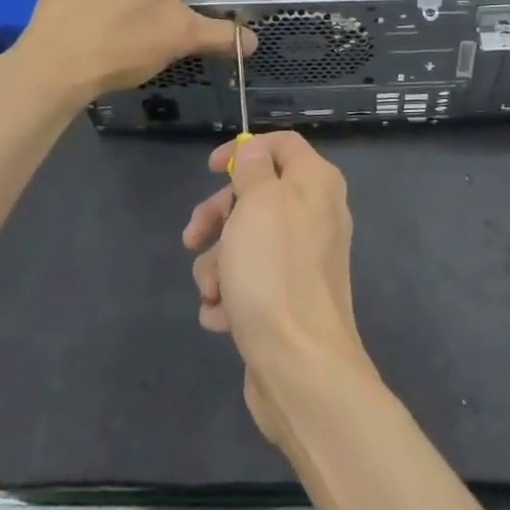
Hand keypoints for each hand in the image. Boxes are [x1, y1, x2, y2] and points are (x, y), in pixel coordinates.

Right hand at [183, 132, 365, 449]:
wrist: (299, 364)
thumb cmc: (274, 269)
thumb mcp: (257, 202)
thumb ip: (254, 170)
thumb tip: (256, 153)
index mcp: (316, 184)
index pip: (282, 145)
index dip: (246, 149)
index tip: (211, 169)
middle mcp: (316, 216)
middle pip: (256, 197)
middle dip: (218, 217)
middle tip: (193, 237)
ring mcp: (302, 261)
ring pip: (245, 244)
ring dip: (218, 265)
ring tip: (213, 291)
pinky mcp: (288, 301)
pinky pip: (250, 283)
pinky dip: (231, 296)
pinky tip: (223, 317)